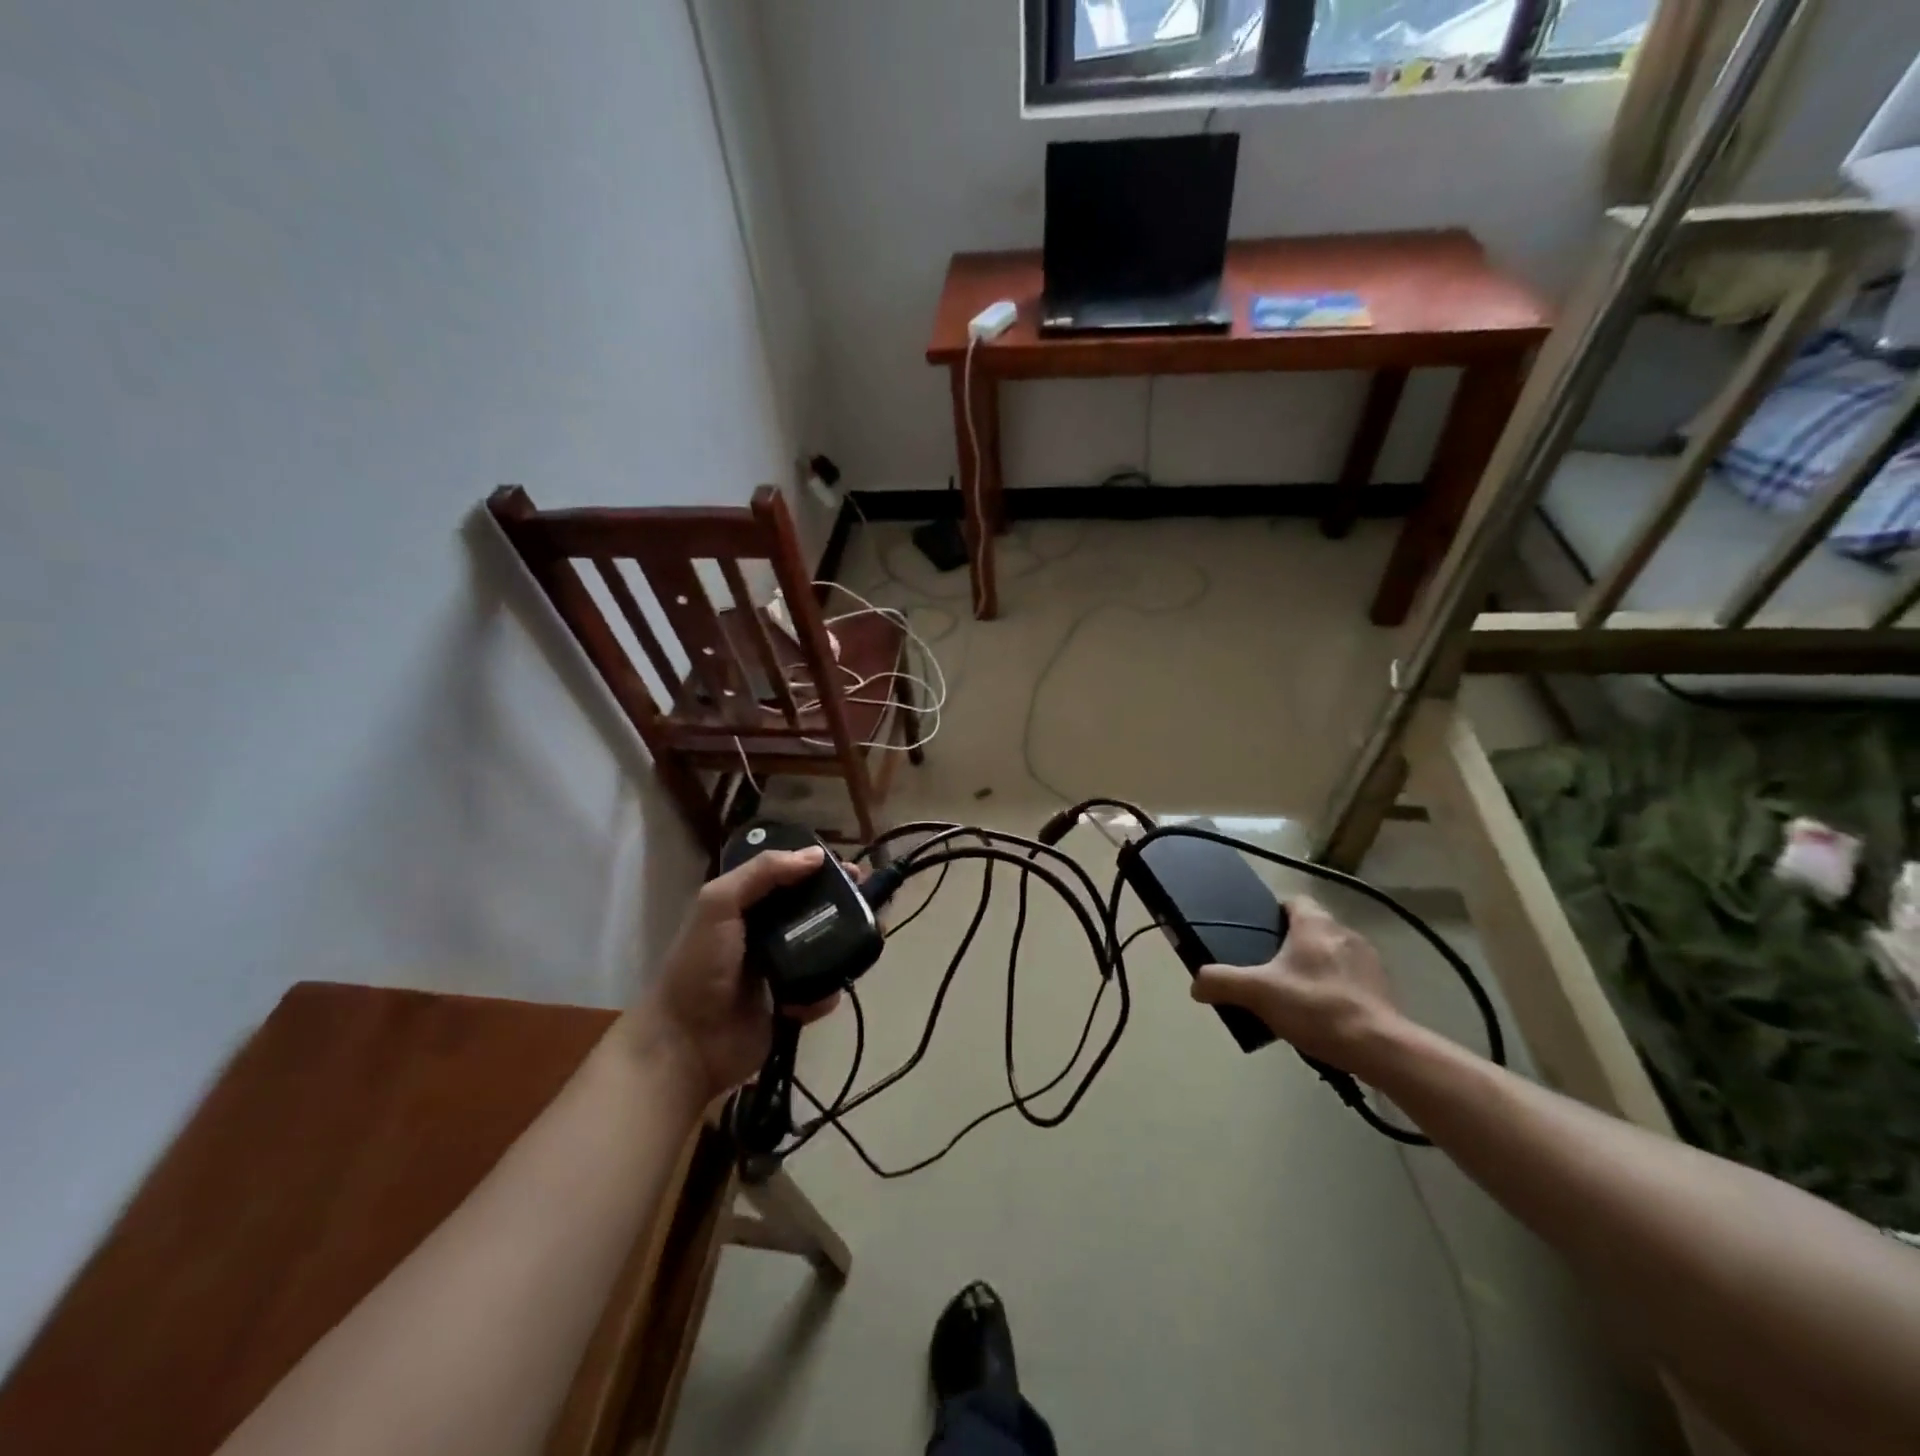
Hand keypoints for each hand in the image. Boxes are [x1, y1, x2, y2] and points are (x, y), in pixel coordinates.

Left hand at [627, 846, 842, 1104]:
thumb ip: (762, 873)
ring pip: (826, 949)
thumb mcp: (718, 904)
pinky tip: (820, 992)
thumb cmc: (699, 967)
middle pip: (814, 911)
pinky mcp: (791, 1006)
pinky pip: (823, 990)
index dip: (820, 870)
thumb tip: (815, 855)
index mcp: (747, 906)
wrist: (686, 1044)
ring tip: (866, 942)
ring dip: (845, 947)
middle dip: (843, 906)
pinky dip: (827, 990)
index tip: (850, 869)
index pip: (790, 878)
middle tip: (869, 904)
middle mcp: (767, 934)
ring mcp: (780, 971)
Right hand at [1191, 896, 1400, 1071]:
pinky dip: (1336, 988)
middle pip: (1311, 929)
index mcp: (1315, 923)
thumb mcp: (1257, 993)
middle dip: (1292, 945)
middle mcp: (1344, 932)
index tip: (1259, 936)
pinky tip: (1323, 1014)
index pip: (1293, 902)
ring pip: (1332, 953)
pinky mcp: (1383, 987)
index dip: (1274, 914)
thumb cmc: (1315, 1007)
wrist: (1378, 1047)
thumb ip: (1222, 982)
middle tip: (1270, 971)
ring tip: (1296, 996)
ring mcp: (1368, 960)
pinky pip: (1351, 978)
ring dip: (1316, 967)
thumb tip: (1196, 984)